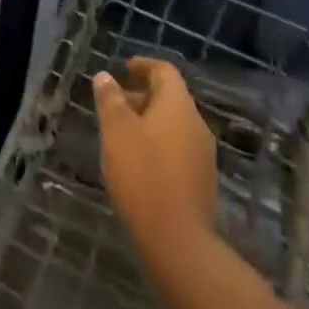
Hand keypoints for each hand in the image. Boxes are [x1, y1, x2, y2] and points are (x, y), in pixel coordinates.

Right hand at [93, 59, 219, 254]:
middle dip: (141, 96)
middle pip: (169, 98)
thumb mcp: (116, 132)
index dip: (143, 66)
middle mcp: (196, 124)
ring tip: (120, 135)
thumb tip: (105, 76)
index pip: (164, 71)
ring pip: (173, 124)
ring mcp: (202, 155)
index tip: (123, 69)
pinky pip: (177, 148)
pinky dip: (157, 143)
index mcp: (178, 106)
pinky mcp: (201, 181)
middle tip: (113, 104)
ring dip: (148, 121)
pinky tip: (137, 162)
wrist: (178, 242)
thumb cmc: (143, 175)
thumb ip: (110, 100)